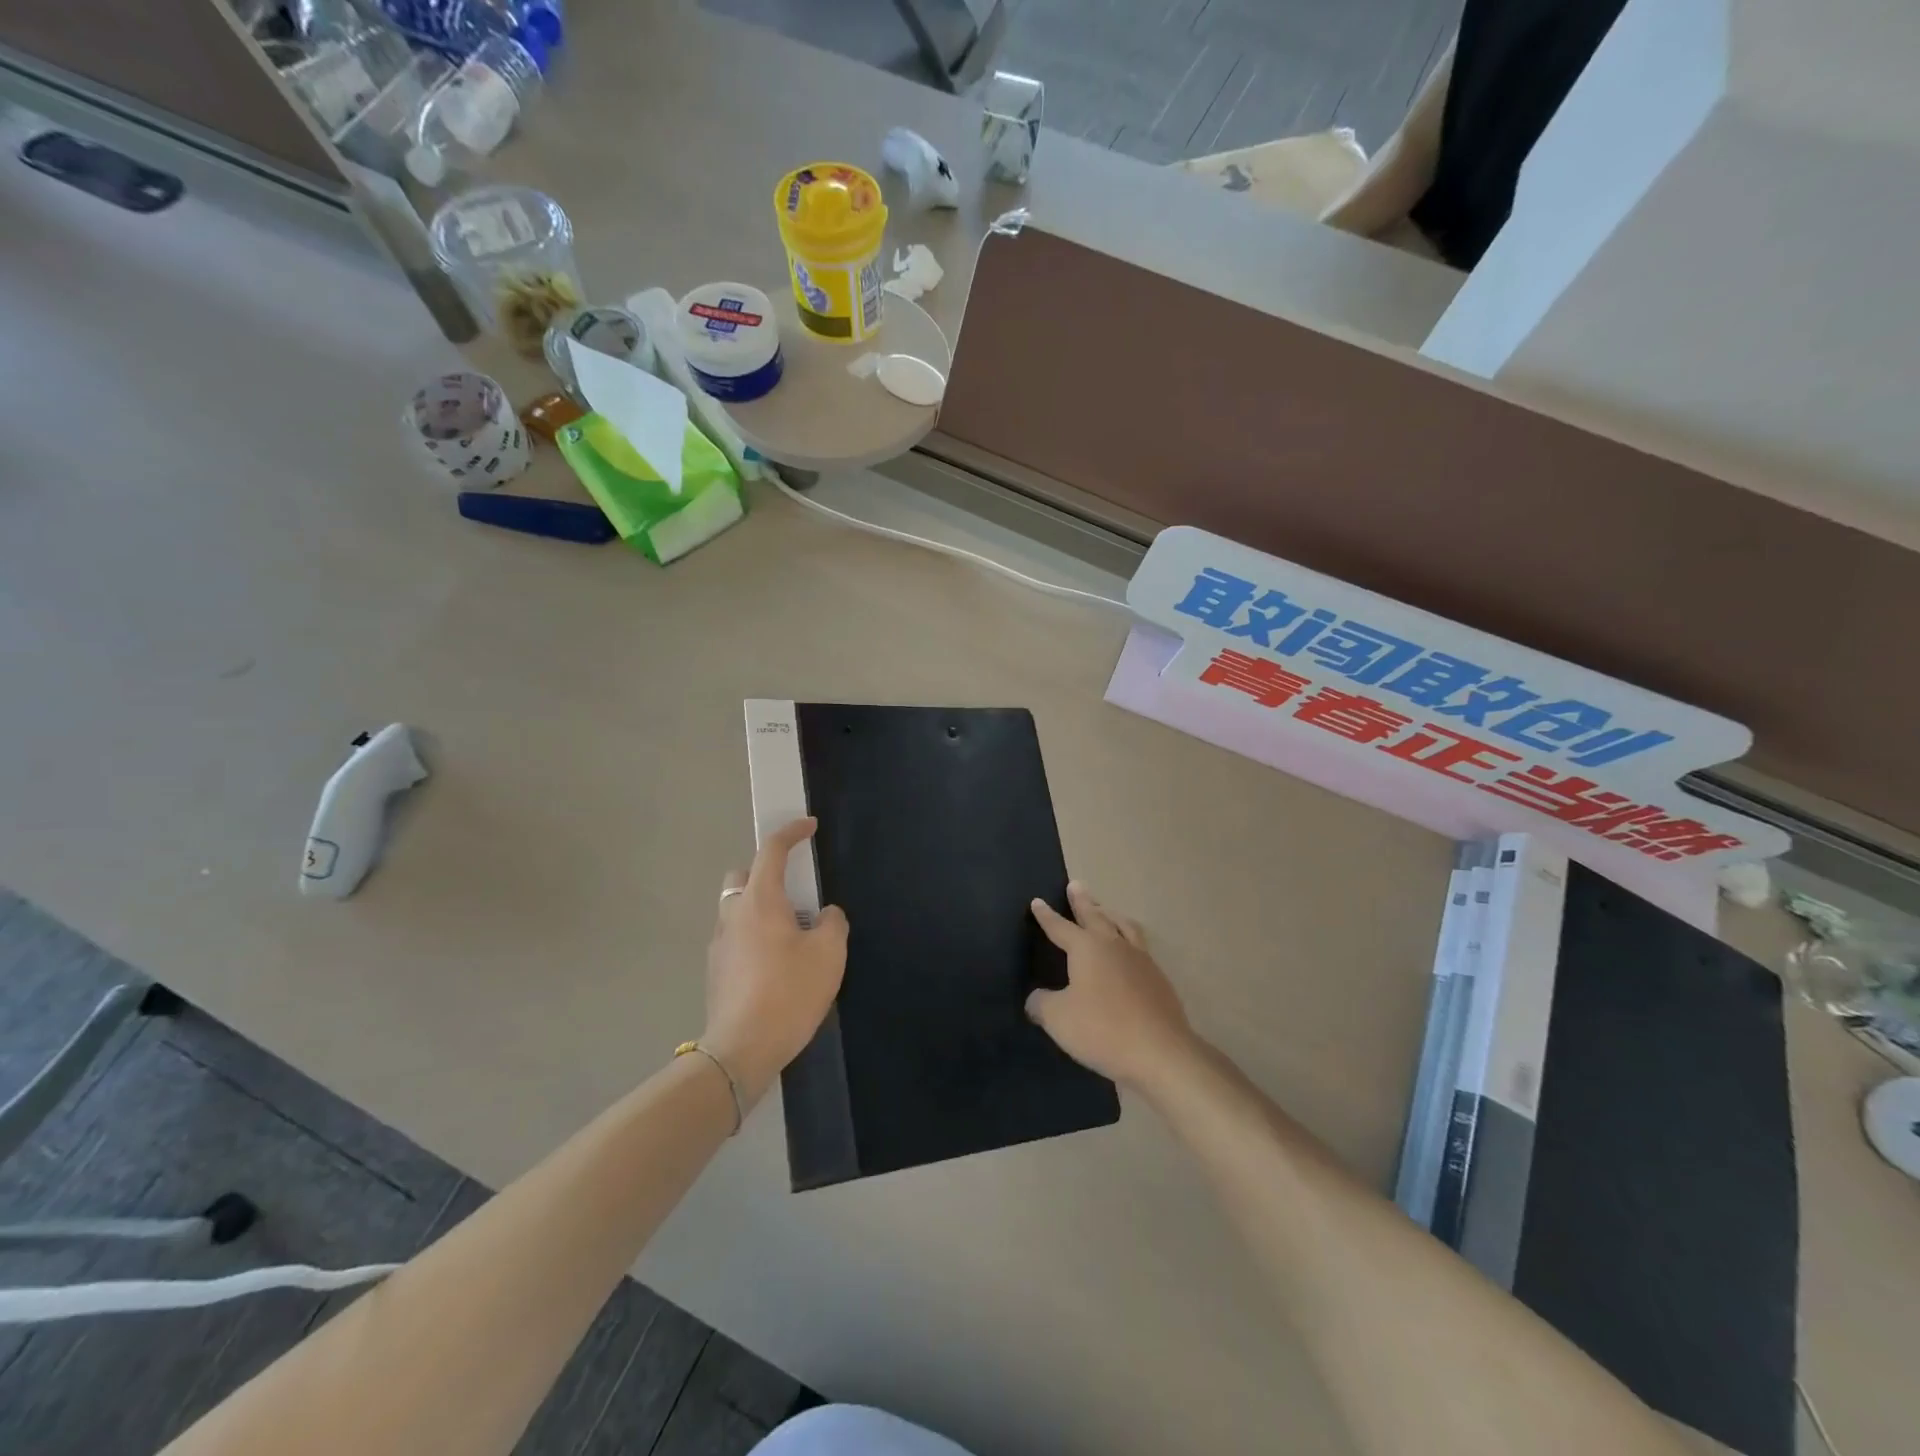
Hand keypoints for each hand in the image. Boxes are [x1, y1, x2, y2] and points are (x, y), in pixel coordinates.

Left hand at [704, 818, 848, 1109]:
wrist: (742, 1048)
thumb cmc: (789, 992)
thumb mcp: (829, 953)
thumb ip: (833, 923)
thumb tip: (825, 915)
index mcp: (760, 901)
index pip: (772, 851)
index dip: (792, 832)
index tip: (809, 826)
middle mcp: (733, 914)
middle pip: (742, 875)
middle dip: (766, 871)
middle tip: (795, 891)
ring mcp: (719, 944)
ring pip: (737, 908)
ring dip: (761, 908)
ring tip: (791, 934)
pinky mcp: (716, 971)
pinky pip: (736, 937)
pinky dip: (754, 936)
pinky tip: (776, 964)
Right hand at [1027, 882, 1198, 1094]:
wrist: (1160, 1053)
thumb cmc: (1102, 1029)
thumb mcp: (1058, 1018)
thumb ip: (1042, 1004)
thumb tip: (1036, 998)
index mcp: (1087, 948)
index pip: (1060, 927)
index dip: (1047, 916)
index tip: (1038, 901)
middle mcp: (1114, 946)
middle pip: (1096, 916)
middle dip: (1083, 902)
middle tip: (1077, 885)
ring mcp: (1141, 961)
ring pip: (1124, 927)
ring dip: (1111, 915)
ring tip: (1106, 911)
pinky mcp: (1159, 981)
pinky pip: (1140, 949)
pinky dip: (1129, 942)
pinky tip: (1129, 953)